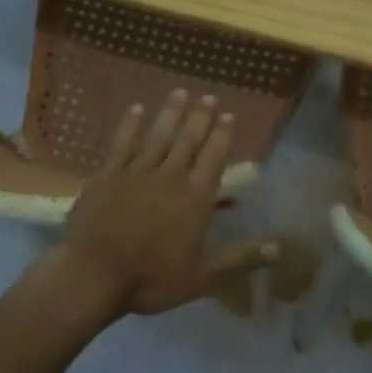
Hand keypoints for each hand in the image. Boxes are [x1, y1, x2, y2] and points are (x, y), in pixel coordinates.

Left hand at [53, 90, 277, 318]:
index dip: (222, 135)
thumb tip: (280, 247)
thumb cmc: (150, 279)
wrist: (91, 276)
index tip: (228, 115)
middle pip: (188, 140)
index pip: (214, 158)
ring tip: (180, 92)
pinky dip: (130, 125)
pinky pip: (122, 143)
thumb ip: (241, 259)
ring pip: (158, 136)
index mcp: (195, 198)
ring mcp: (136, 172)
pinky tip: (136, 109)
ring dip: (170, 113)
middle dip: (200, 117)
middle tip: (208, 96)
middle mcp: (170, 176)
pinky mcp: (107, 174)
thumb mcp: (202, 278)